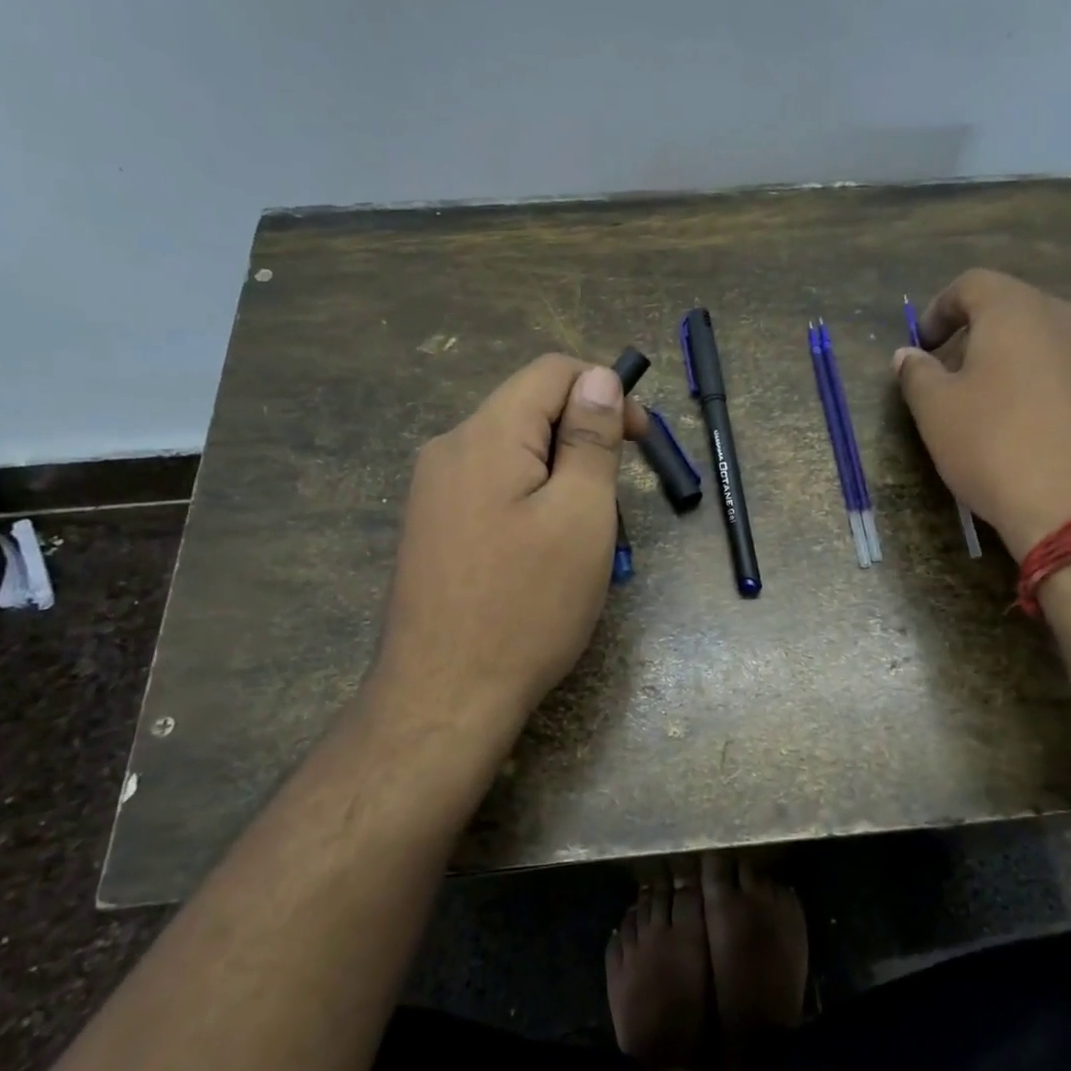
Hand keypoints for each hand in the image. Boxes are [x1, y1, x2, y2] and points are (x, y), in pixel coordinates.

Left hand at [370, 355, 648, 756]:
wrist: (444, 698)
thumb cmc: (527, 605)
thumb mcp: (580, 516)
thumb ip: (591, 439)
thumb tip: (600, 378)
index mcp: (485, 436)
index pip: (551, 372)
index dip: (605, 391)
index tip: (639, 440)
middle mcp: (449, 450)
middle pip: (530, 412)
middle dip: (584, 441)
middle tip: (617, 501)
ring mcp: (433, 492)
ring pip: (515, 455)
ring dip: (562, 479)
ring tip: (586, 539)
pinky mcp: (432, 528)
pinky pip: (493, 490)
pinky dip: (532, 503)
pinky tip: (545, 555)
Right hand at [893, 270, 1070, 558]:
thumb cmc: (996, 448)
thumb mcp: (936, 413)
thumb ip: (917, 374)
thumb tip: (908, 355)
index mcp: (1017, 312)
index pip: (973, 284)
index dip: (940, 308)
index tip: (923, 345)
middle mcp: (1070, 319)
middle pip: (1017, 310)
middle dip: (981, 336)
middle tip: (956, 377)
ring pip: (1053, 343)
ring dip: (1020, 363)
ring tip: (1000, 408)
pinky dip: (1054, 390)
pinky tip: (1042, 434)